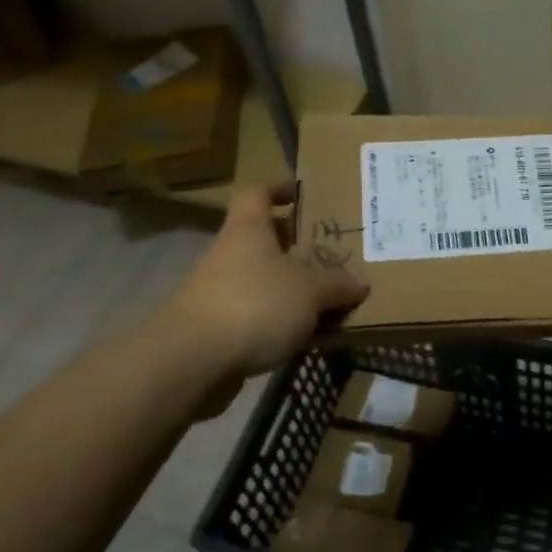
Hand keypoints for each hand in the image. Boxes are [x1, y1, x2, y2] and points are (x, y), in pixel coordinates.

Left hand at [155, 186, 367, 389]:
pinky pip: (259, 317)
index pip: (257, 193)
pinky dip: (283, 324)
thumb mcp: (311, 291)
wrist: (191, 362)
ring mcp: (219, 293)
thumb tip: (360, 282)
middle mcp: (230, 254)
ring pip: (264, 282)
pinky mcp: (217, 330)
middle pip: (264, 241)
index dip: (278, 189)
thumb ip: (337, 285)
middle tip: (331, 254)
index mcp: (248, 229)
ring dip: (293, 290)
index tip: (300, 195)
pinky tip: (310, 339)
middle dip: (296, 247)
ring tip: (331, 302)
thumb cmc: (254, 304)